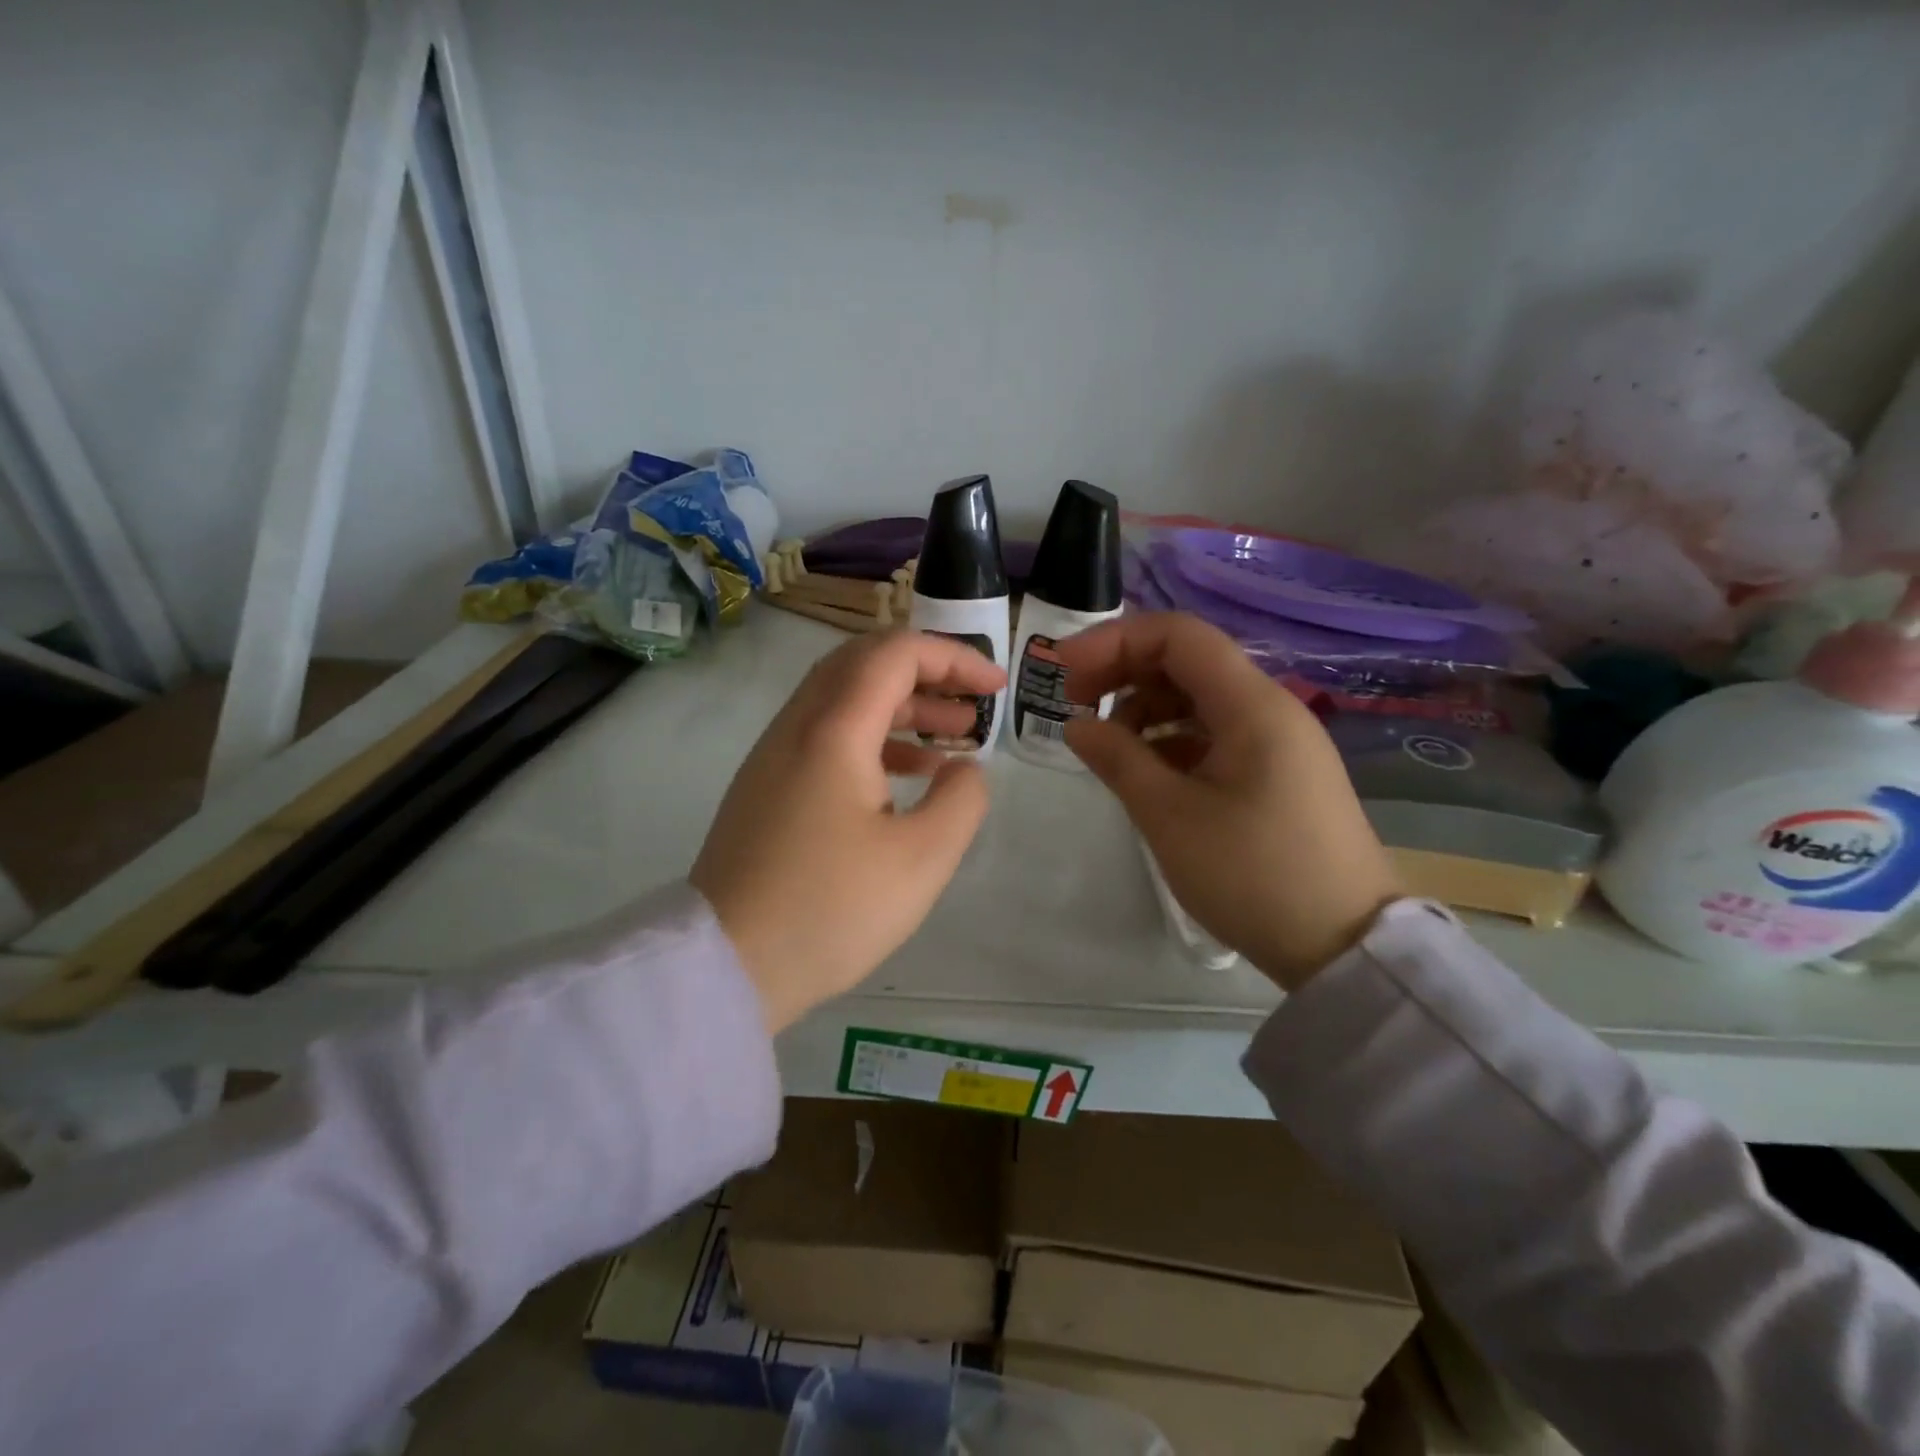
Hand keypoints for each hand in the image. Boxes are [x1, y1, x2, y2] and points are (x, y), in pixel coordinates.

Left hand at [691, 630, 1004, 1032]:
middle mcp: (797, 727)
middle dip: (928, 672)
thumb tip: (963, 769)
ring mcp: (775, 757)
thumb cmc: (830, 909)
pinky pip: (827, 737)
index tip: (997, 687)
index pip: (895, 654)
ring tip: (955, 736)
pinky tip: (910, 776)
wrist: (725, 965)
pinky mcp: (768, 788)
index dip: (953, 658)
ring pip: (845, 700)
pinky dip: (875, 739)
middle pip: (864, 664)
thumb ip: (961, 799)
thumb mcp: (921, 859)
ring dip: (903, 706)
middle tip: (975, 701)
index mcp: (832, 730)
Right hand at [1059, 612, 1399, 989]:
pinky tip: (1148, 773)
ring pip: (1201, 699)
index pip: (1177, 636)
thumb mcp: (1169, 816)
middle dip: (1125, 672)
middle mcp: (1270, 709)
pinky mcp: (1279, 775)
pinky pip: (1217, 734)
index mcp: (1251, 705)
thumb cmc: (1252, 875)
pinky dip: (1173, 740)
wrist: (1345, 948)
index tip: (1065, 674)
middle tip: (1075, 706)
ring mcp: (1279, 742)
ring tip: (1109, 748)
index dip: (1114, 641)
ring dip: (1147, 709)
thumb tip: (1077, 725)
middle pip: (1188, 661)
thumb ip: (1117, 758)